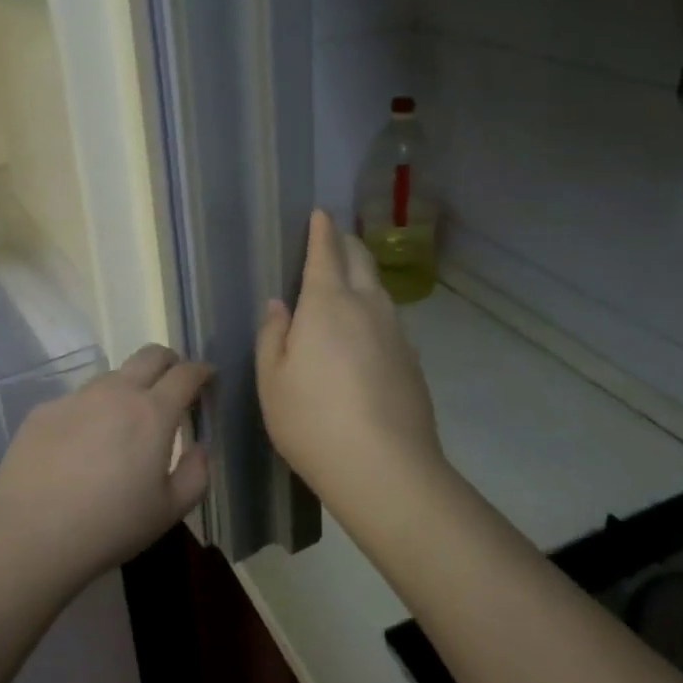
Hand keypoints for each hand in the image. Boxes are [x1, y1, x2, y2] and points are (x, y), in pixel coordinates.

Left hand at [0, 345, 210, 595]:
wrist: (30, 536)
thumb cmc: (110, 526)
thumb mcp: (169, 511)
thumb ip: (196, 473)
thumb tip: (198, 446)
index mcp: (152, 413)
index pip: (185, 374)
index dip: (201, 371)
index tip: (207, 377)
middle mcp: (115, 392)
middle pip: (150, 355)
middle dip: (169, 361)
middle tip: (172, 383)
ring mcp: (76, 397)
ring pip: (111, 377)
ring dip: (127, 388)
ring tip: (122, 425)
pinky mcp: (44, 410)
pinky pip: (77, 401)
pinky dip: (90, 413)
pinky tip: (79, 448)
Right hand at [256, 210, 444, 508]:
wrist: (386, 468)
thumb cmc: (312, 419)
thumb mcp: (271, 378)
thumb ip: (272, 334)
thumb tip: (280, 305)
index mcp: (327, 303)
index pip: (326, 251)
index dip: (321, 229)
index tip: (319, 213)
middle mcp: (367, 306)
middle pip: (360, 259)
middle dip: (345, 243)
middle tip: (331, 241)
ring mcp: (395, 332)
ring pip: (378, 288)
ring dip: (362, 276)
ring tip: (346, 283)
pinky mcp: (411, 360)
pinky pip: (388, 320)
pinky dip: (372, 311)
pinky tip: (363, 336)